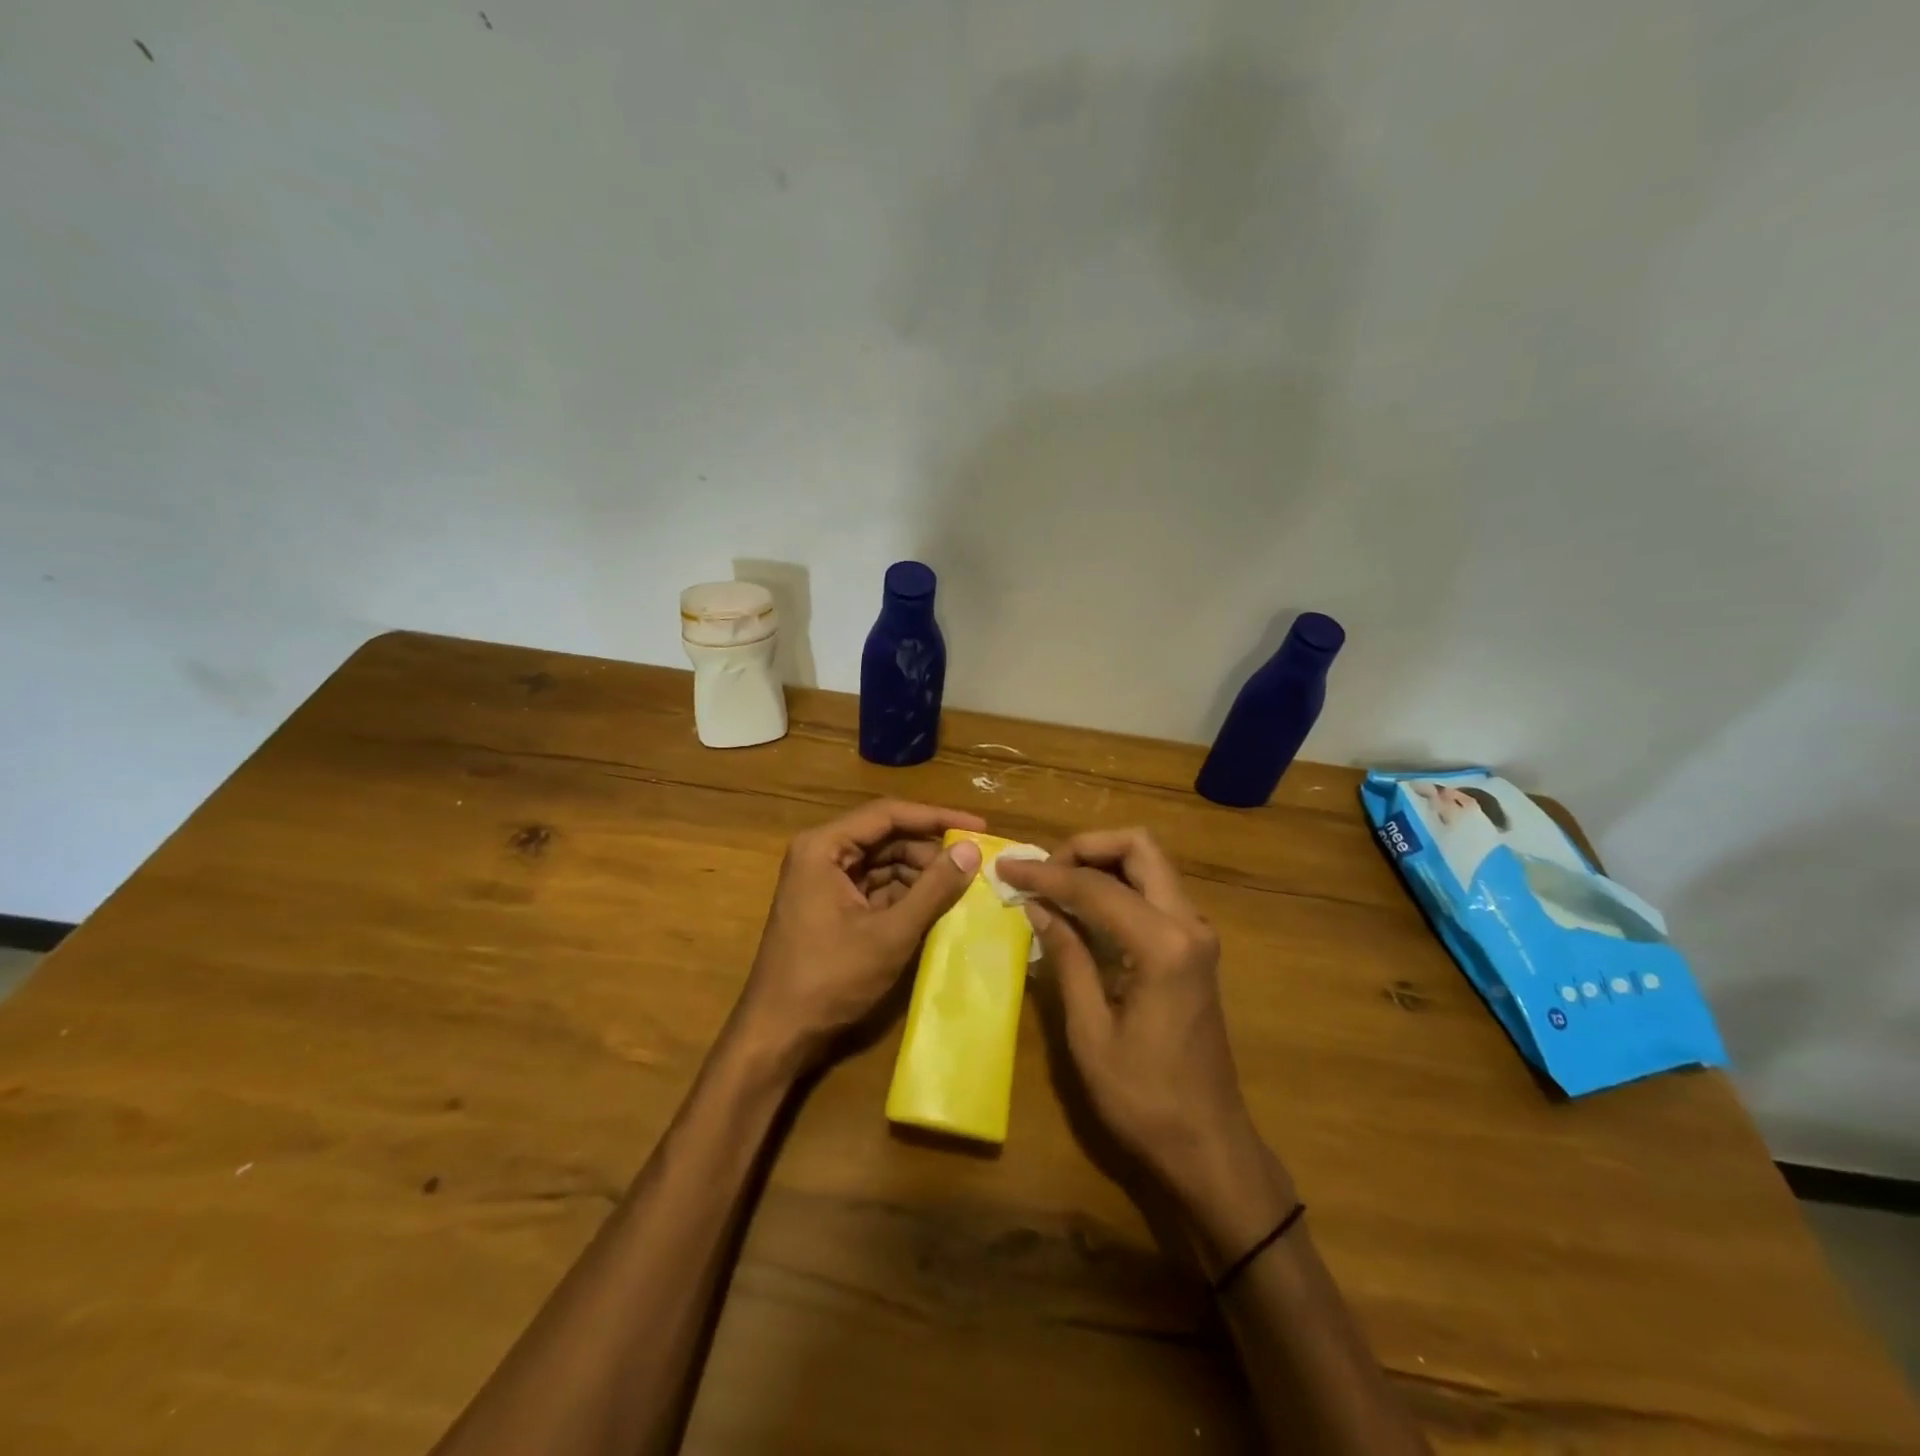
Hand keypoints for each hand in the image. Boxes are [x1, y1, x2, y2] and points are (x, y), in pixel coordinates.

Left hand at [735, 800, 985, 1073]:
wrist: (778, 1034)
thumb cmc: (829, 979)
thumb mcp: (890, 933)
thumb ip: (933, 889)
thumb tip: (971, 850)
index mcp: (824, 847)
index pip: (888, 814)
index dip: (936, 817)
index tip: (978, 827)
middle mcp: (821, 854)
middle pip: (886, 837)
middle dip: (929, 850)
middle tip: (974, 864)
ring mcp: (824, 881)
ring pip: (884, 863)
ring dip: (921, 874)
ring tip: (962, 887)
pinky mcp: (832, 906)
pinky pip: (876, 887)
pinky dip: (906, 894)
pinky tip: (937, 906)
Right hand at [997, 829, 1295, 1264]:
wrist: (1209, 1145)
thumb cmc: (1144, 1099)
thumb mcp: (1090, 1032)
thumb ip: (1067, 957)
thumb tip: (1038, 905)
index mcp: (1163, 945)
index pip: (1096, 886)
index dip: (1046, 874)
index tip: (1006, 868)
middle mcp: (1189, 924)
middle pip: (1139, 847)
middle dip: (1085, 847)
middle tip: (1043, 871)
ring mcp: (1197, 934)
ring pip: (1149, 864)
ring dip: (1102, 862)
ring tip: (1055, 884)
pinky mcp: (1194, 948)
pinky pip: (1154, 892)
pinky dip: (1117, 885)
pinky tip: (1083, 908)